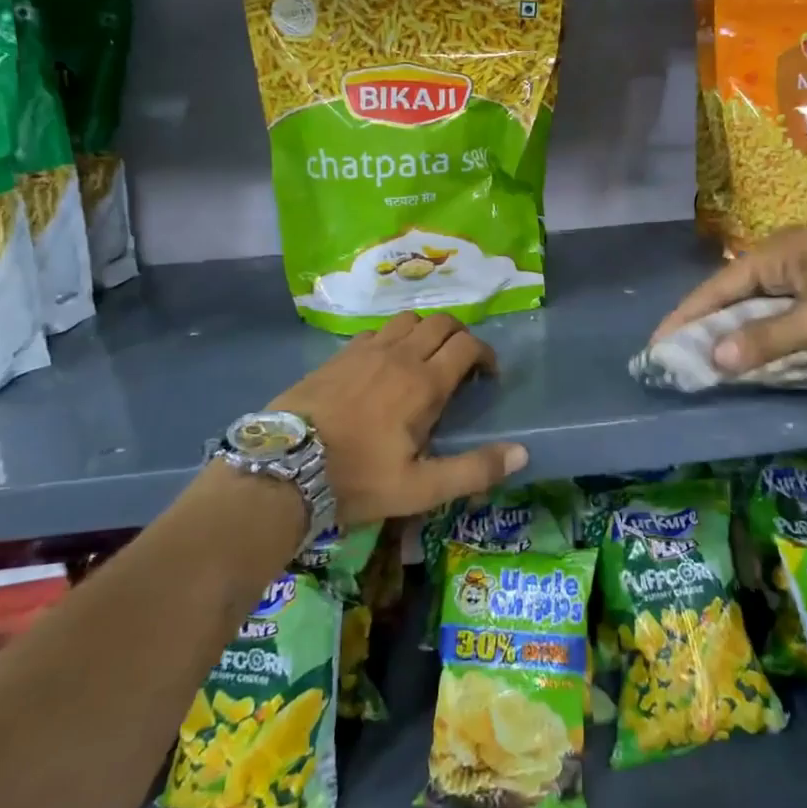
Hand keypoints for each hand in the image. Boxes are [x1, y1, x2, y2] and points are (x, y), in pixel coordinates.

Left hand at [269, 311, 526, 524]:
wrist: (284, 467)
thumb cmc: (357, 479)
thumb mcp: (420, 488)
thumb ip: (474, 470)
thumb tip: (521, 452)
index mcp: (424, 383)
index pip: (467, 345)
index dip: (486, 354)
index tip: (487, 376)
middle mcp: (400, 355)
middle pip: (441, 322)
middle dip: (460, 337)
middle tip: (461, 365)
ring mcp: (366, 350)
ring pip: (408, 319)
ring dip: (425, 332)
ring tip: (424, 360)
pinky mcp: (339, 354)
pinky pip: (376, 331)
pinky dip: (392, 339)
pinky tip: (384, 365)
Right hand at [651, 230, 806, 375]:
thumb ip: (767, 340)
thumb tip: (714, 358)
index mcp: (778, 253)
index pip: (717, 287)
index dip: (686, 316)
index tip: (658, 343)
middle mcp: (786, 258)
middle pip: (733, 295)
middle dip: (706, 326)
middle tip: (677, 357)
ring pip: (757, 307)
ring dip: (735, 333)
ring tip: (705, 361)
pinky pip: (781, 315)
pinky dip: (764, 335)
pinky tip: (751, 356)